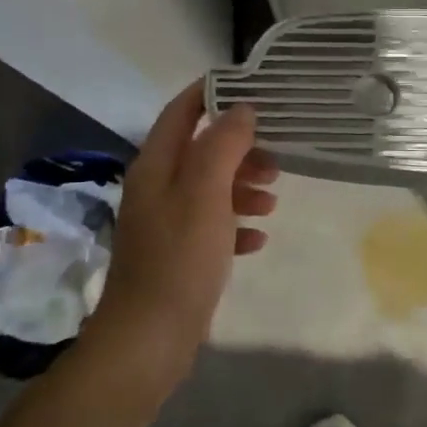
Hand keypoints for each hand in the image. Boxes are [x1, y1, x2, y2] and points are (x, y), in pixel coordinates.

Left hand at [85, 82, 277, 386]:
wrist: (149, 339)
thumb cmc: (179, 257)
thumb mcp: (205, 192)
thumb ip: (223, 145)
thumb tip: (241, 109)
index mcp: (156, 166)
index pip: (181, 111)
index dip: (211, 93)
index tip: (251, 87)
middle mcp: (156, 188)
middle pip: (201, 151)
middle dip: (240, 148)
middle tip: (276, 157)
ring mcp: (165, 223)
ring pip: (210, 188)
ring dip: (242, 187)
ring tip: (273, 199)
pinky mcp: (177, 255)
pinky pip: (211, 226)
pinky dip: (235, 225)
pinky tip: (257, 239)